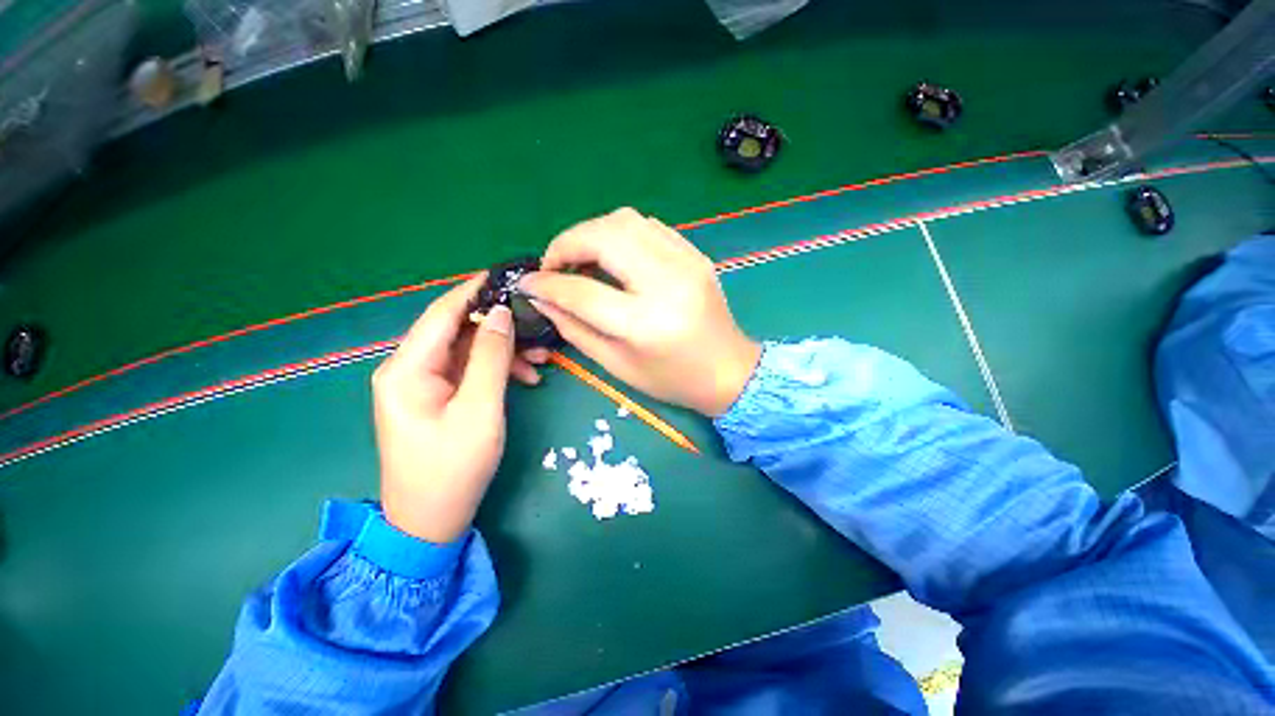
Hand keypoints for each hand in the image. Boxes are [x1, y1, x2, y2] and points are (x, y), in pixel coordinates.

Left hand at [372, 276, 548, 542]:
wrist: (430, 522)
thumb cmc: (453, 469)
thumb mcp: (479, 410)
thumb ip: (490, 357)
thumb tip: (500, 314)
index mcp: (407, 368)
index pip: (442, 312)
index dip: (475, 289)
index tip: (508, 275)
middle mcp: (410, 369)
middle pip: (459, 331)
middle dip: (500, 327)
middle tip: (539, 328)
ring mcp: (424, 384)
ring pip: (469, 351)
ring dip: (504, 351)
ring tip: (541, 359)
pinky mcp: (439, 397)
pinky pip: (470, 371)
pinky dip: (497, 370)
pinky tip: (526, 378)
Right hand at [520, 207, 760, 416]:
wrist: (729, 370)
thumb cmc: (672, 379)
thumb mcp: (617, 365)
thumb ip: (575, 329)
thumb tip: (541, 297)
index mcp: (645, 323)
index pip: (581, 290)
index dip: (546, 283)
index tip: (527, 282)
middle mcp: (667, 282)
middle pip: (603, 236)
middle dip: (566, 243)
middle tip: (554, 266)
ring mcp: (686, 262)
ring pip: (625, 220)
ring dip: (592, 233)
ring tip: (582, 260)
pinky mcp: (695, 254)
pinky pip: (649, 226)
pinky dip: (621, 234)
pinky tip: (614, 257)